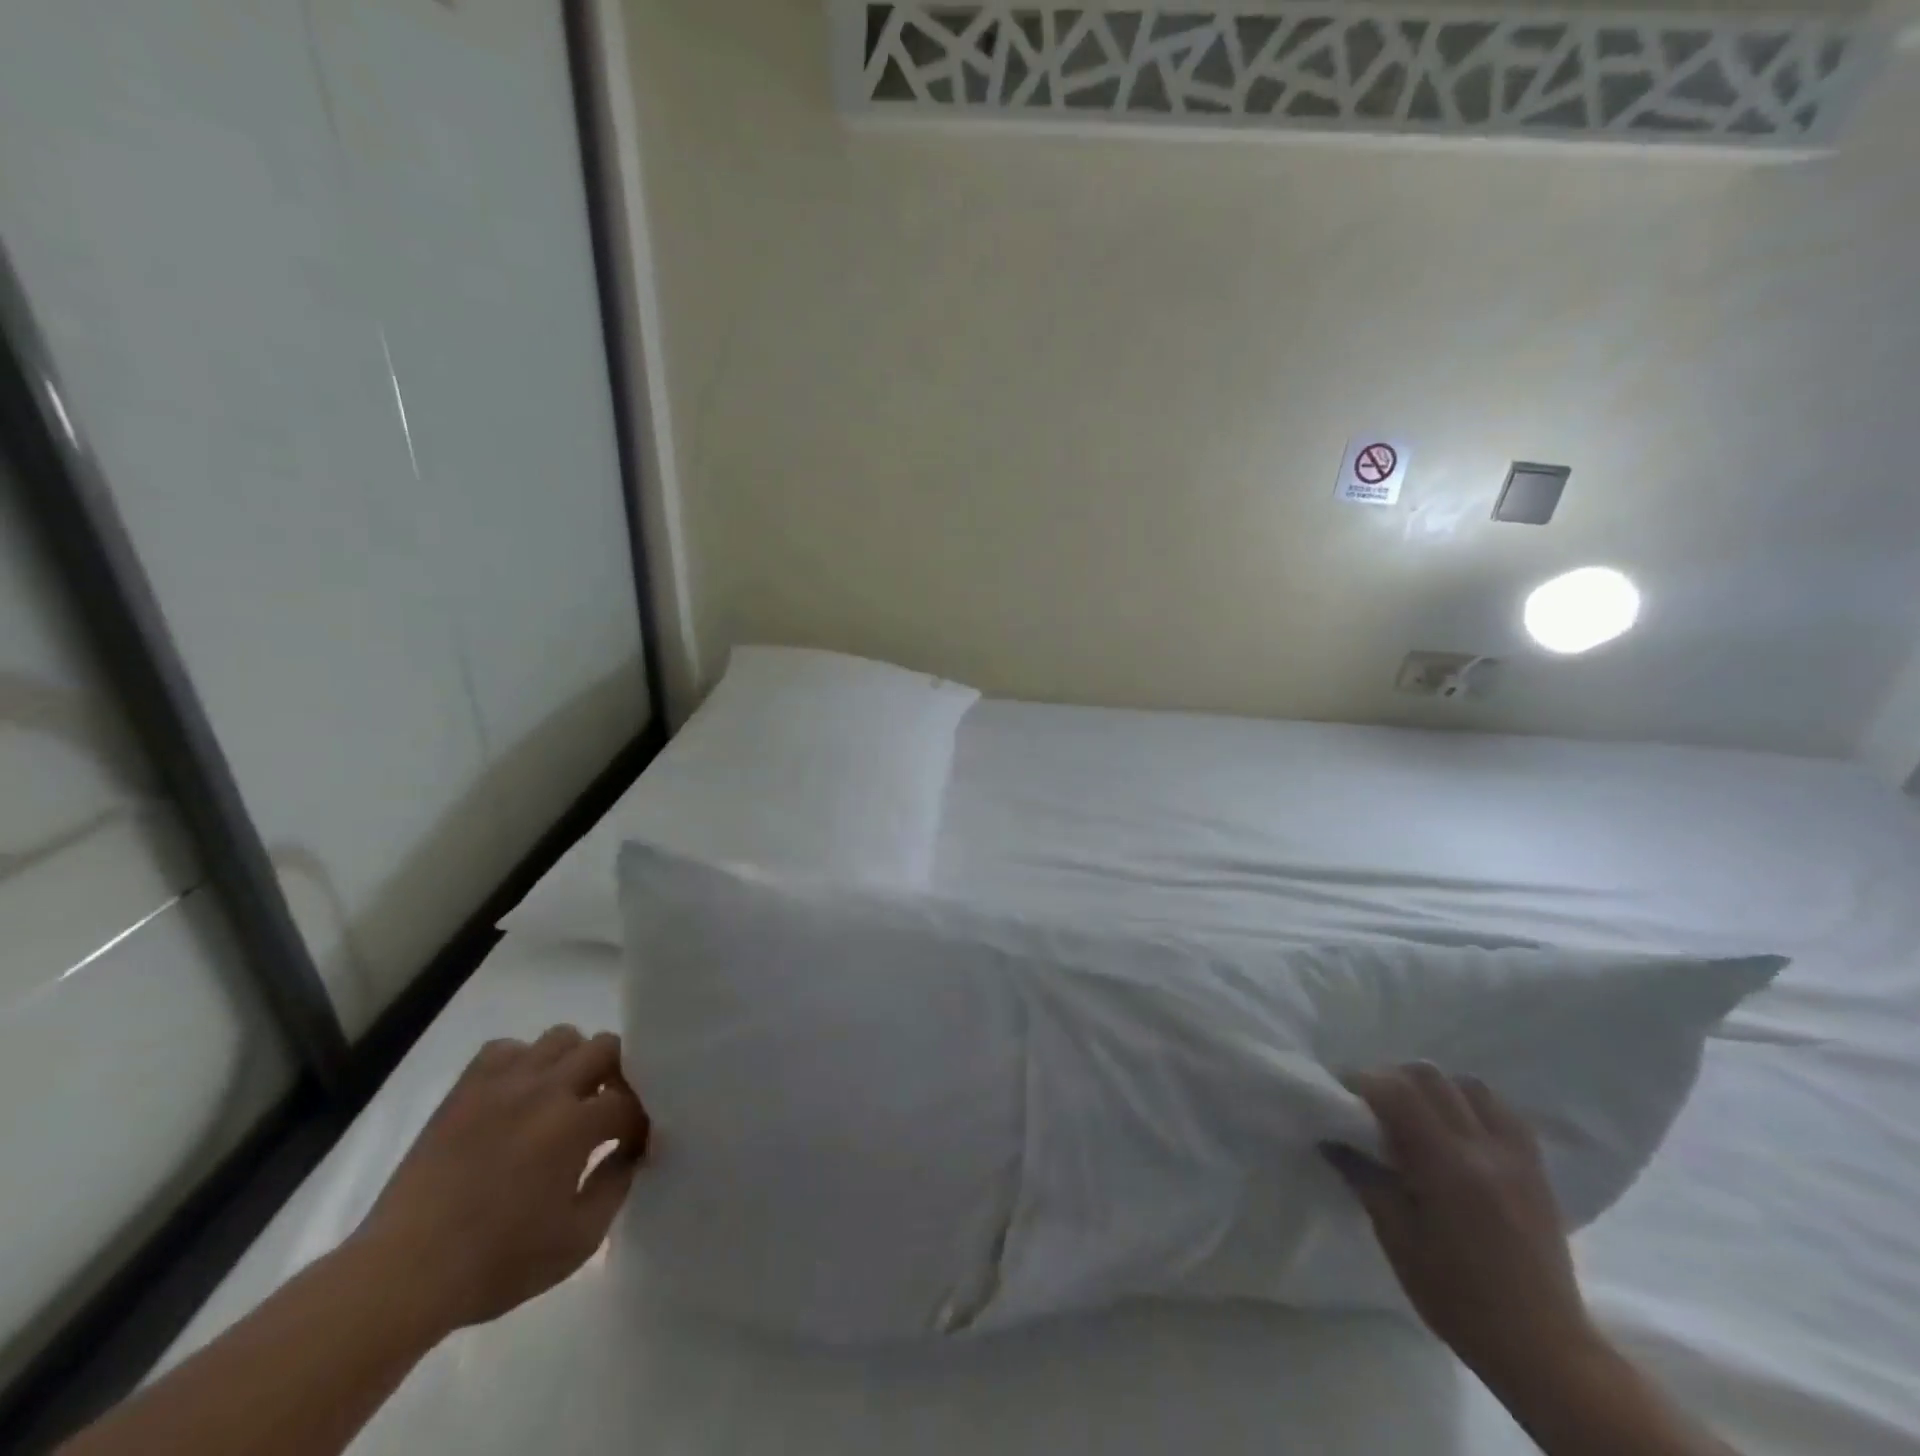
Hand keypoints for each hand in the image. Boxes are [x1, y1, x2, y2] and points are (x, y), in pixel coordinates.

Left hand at [350, 1027, 649, 1337]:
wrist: (401, 1275)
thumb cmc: (495, 1263)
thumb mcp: (577, 1241)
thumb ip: (616, 1186)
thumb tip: (632, 1152)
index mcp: (575, 1125)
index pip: (630, 1102)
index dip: (639, 1123)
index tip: (634, 1146)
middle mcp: (546, 1089)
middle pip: (606, 1047)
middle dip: (618, 1075)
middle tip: (606, 1111)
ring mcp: (503, 1083)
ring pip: (561, 1037)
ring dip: (574, 1062)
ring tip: (564, 1098)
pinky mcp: (466, 1089)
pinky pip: (507, 1049)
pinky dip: (522, 1063)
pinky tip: (518, 1096)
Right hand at [1325, 1063, 1601, 1392]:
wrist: (1544, 1348)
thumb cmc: (1458, 1298)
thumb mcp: (1397, 1239)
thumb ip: (1364, 1178)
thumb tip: (1331, 1138)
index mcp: (1446, 1166)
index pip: (1397, 1091)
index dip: (1363, 1083)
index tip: (1343, 1096)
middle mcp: (1483, 1149)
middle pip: (1430, 1077)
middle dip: (1394, 1079)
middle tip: (1375, 1106)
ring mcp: (1515, 1156)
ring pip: (1469, 1085)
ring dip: (1436, 1089)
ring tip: (1419, 1115)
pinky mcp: (1536, 1169)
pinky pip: (1503, 1112)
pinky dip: (1473, 1106)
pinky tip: (1459, 1129)